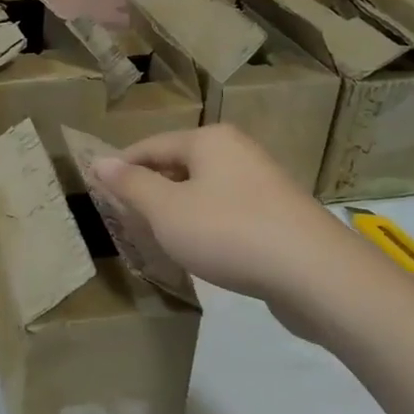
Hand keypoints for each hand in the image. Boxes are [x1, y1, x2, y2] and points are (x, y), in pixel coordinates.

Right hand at [91, 126, 336, 319]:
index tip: (98, 191)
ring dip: (177, 210)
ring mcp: (262, 182)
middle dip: (149, 190)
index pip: (151, 146)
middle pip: (179, 164)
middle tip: (123, 218)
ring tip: (155, 237)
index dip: (121, 167)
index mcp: (209, 140)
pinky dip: (205, 225)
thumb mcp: (166, 210)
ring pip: (203, 189)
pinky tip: (199, 250)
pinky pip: (227, 211)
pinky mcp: (278, 214)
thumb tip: (99, 161)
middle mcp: (237, 151)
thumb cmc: (229, 232)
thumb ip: (131, 185)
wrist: (315, 273)